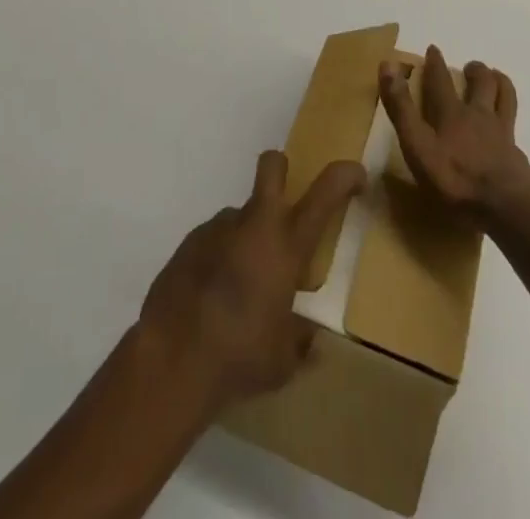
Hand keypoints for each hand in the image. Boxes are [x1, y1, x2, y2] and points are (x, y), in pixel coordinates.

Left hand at [136, 151, 365, 412]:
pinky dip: (219, 258)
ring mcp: (218, 228)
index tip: (357, 177)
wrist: (172, 358)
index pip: (326, 193)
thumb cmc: (241, 355)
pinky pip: (213, 240)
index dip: (345, 175)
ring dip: (245, 238)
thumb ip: (299, 342)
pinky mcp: (189, 242)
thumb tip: (310, 339)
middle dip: (281, 170)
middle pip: (272, 166)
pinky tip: (211, 297)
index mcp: (287, 246)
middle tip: (284, 203)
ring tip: (239, 287)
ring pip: (239, 215)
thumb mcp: (283, 361)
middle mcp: (255, 225)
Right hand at [380, 46, 529, 227]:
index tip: (433, 49)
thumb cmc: (454, 179)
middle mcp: (478, 115)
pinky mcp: (515, 153)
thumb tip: (387, 65)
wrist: (504, 207)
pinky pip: (514, 125)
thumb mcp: (417, 144)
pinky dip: (509, 116)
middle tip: (470, 67)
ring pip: (505, 96)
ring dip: (499, 82)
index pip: (440, 80)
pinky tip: (507, 125)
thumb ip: (401, 108)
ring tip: (496, 78)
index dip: (434, 63)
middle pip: (481, 82)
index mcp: (451, 113)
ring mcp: (501, 133)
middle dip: (475, 70)